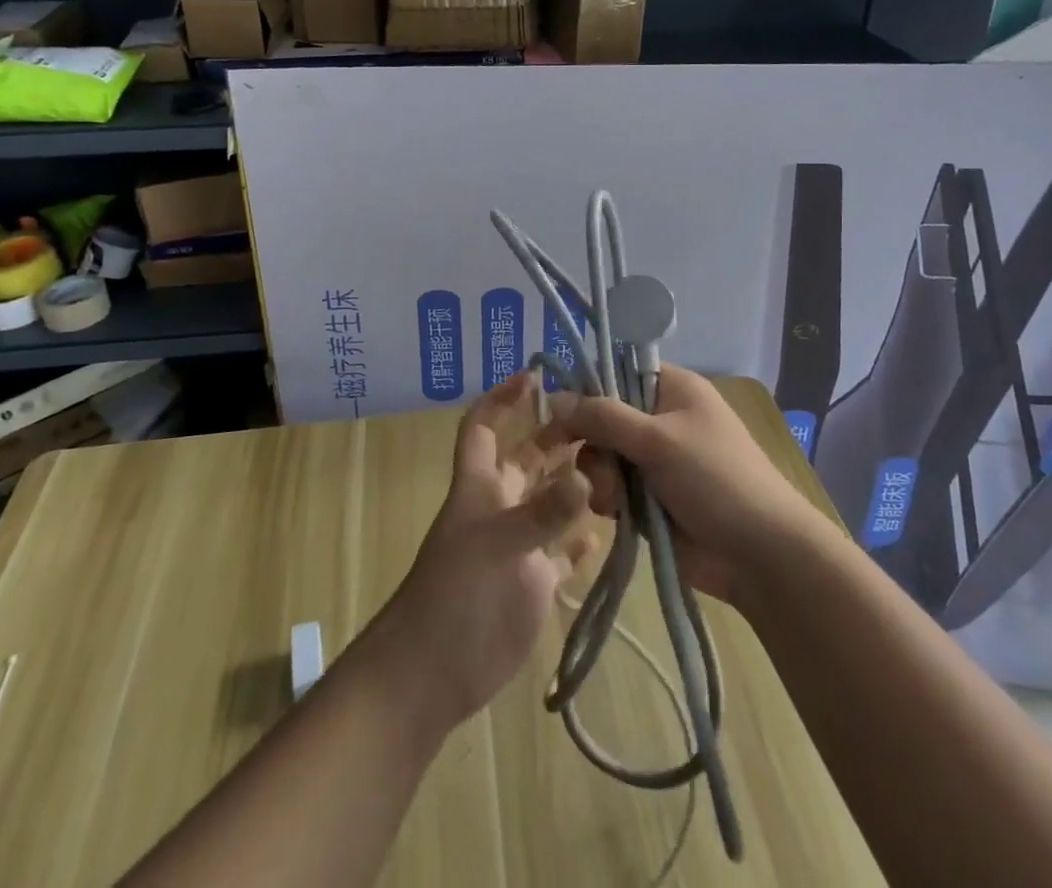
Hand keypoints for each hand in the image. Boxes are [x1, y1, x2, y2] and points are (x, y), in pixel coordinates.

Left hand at [377, 371, 593, 731]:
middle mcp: (502, 506)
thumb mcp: (499, 546)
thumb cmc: (458, 596)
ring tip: (619, 467)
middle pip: (530, 458)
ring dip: (578, 484)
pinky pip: (562, 550)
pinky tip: (607, 530)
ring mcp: (519, 544)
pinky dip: (580, 539)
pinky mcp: (534, 582)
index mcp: (482, 485)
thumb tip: (584, 476)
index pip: (484, 427)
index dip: (502, 399)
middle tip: (604, 420)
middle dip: (559, 436)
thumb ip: (543, 513)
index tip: (535, 376)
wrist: (432, 673)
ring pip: (552, 500)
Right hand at [539, 364, 823, 609]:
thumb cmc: (715, 479)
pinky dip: (609, 499)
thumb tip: (554, 398)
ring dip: (600, 476)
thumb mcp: (658, 439)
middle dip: (593, 442)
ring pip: (602, 456)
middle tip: (592, 462)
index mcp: (672, 388)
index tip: (560, 412)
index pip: (617, 371)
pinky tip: (616, 514)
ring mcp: (654, 461)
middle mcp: (660, 418)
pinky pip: (612, 488)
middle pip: (603, 417)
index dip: (587, 388)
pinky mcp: (649, 499)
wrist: (759, 554)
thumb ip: (604, 417)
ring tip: (615, 499)